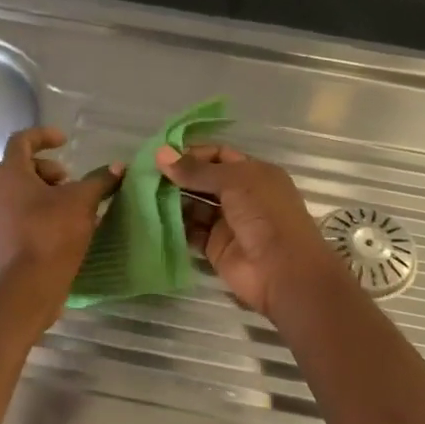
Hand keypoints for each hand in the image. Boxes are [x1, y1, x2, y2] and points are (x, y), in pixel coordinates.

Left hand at [0, 127, 121, 292]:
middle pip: (23, 167)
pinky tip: (69, 227)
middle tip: (71, 181)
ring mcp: (0, 217)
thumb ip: (100, 180)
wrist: (30, 285)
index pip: (21, 141)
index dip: (44, 135)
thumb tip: (119, 167)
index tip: (66, 141)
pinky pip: (26, 214)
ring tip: (75, 206)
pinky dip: (46, 212)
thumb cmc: (52, 232)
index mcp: (11, 174)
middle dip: (50, 169)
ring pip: (25, 193)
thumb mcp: (82, 201)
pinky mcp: (8, 239)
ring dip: (50, 192)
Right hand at [155, 143, 335, 319]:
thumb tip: (161, 154)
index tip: (162, 155)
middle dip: (178, 176)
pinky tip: (150, 217)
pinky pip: (191, 232)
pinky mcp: (215, 248)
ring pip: (194, 206)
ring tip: (141, 193)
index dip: (192, 153)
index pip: (219, 155)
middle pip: (204, 181)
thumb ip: (197, 170)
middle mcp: (241, 195)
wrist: (283, 270)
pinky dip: (173, 225)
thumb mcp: (234, 182)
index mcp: (254, 173)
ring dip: (172, 200)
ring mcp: (227, 223)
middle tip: (144, 174)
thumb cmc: (265, 215)